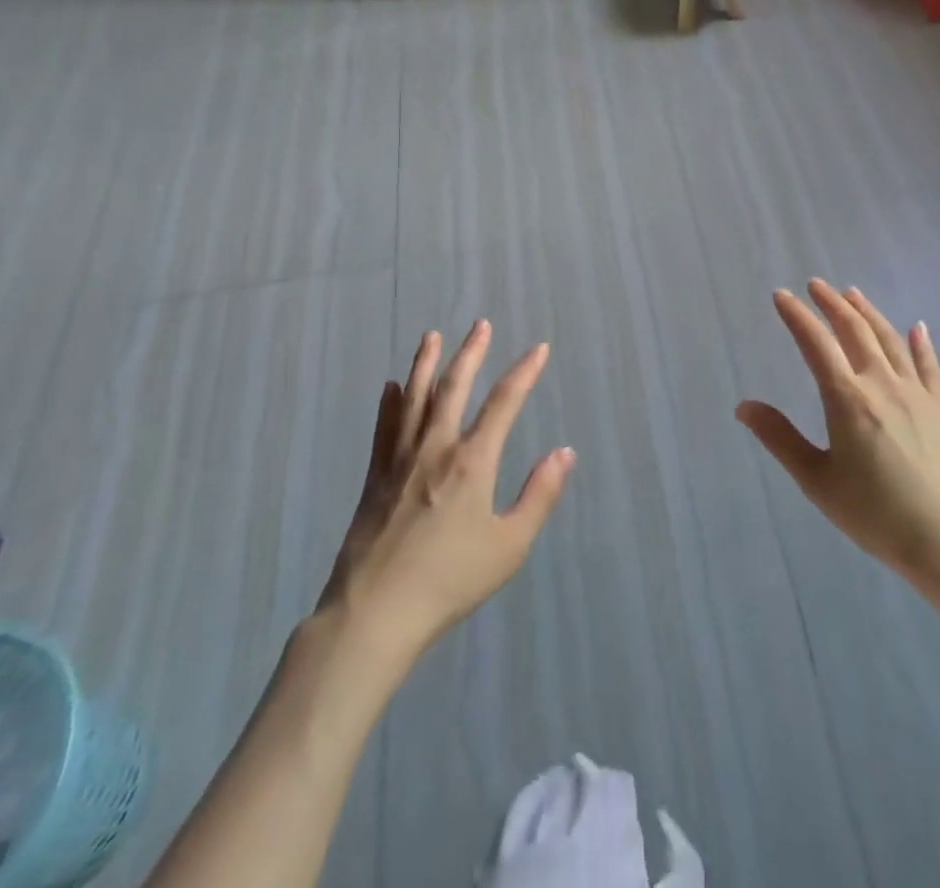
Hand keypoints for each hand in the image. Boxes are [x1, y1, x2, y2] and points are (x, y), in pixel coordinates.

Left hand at [318, 321, 575, 662]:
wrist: (374, 614)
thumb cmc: (450, 581)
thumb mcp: (509, 546)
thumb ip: (539, 495)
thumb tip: (565, 452)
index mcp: (472, 461)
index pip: (504, 402)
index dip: (524, 372)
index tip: (539, 349)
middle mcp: (436, 448)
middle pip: (454, 387)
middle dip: (471, 353)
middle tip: (480, 325)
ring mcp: (400, 460)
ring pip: (415, 398)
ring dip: (426, 364)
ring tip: (432, 336)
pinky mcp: (375, 478)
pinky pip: (385, 428)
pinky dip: (390, 404)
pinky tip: (391, 388)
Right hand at [738, 281, 939, 590]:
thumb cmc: (876, 515)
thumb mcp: (817, 481)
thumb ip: (781, 439)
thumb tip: (744, 406)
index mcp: (847, 399)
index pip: (816, 344)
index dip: (797, 316)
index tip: (781, 295)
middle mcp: (881, 384)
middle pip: (854, 330)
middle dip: (832, 304)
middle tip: (816, 285)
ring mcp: (916, 394)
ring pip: (889, 339)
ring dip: (869, 312)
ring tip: (853, 293)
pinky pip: (929, 366)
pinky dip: (921, 343)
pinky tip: (918, 327)